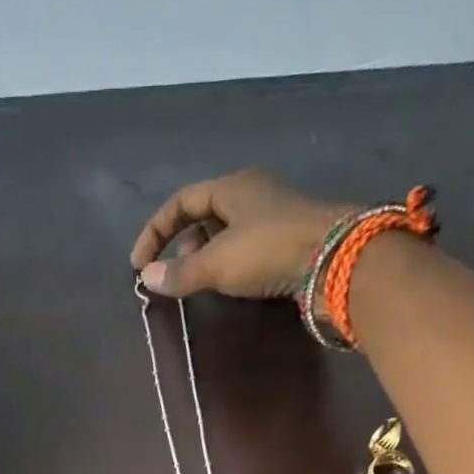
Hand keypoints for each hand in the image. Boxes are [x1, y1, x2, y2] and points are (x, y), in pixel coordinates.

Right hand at [131, 169, 357, 300]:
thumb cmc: (269, 250)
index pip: (182, 201)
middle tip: (173, 275)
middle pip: (206, 216)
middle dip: (182, 245)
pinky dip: (229, 267)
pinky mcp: (289, 244)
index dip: (156, 231)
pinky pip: (247, 251)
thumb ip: (181, 273)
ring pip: (227, 235)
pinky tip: (229, 286)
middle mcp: (253, 196)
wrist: (333, 259)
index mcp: (232, 187)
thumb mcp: (217, 263)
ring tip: (197, 284)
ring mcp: (273, 219)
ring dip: (206, 258)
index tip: (140, 264)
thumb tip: (148, 278)